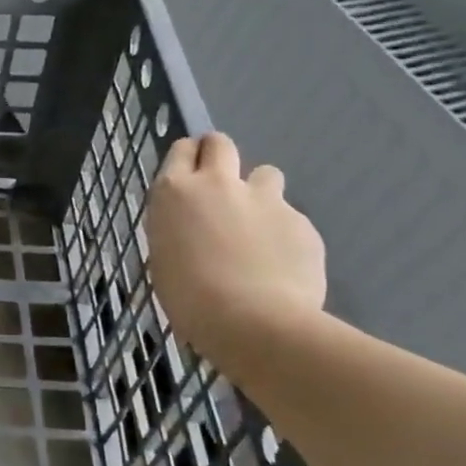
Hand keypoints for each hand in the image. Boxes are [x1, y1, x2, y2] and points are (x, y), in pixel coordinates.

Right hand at [145, 132, 326, 373]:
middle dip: (220, 156)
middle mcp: (217, 184)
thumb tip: (196, 228)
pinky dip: (284, 234)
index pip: (181, 151)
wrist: (252, 322)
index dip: (187, 160)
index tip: (189, 177)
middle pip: (221, 144)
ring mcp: (264, 199)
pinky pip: (290, 218)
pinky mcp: (301, 221)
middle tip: (220, 187)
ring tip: (257, 229)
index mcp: (174, 193)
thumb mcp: (165, 257)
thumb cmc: (188, 297)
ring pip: (265, 175)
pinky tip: (280, 265)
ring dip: (259, 193)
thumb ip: (180, 229)